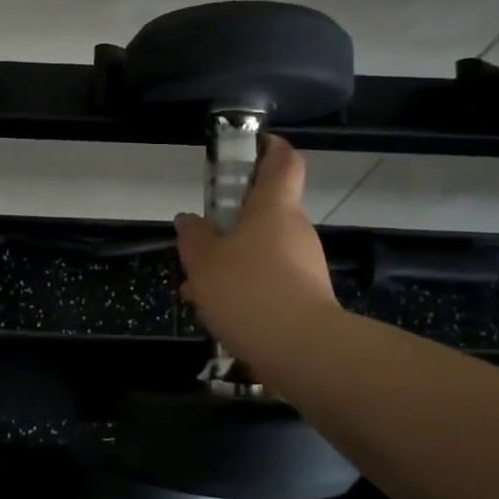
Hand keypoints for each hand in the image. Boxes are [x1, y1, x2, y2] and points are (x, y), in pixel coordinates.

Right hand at [174, 135, 340, 375]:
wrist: (304, 352)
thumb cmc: (249, 291)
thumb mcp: (203, 262)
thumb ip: (194, 236)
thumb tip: (190, 221)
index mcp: (273, 207)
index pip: (283, 160)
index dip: (269, 147)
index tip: (248, 147)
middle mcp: (295, 229)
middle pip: (265, 211)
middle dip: (230, 223)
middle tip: (198, 243)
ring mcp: (305, 264)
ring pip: (261, 250)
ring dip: (231, 262)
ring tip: (196, 290)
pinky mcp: (307, 296)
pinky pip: (269, 280)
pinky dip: (245, 288)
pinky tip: (218, 313)